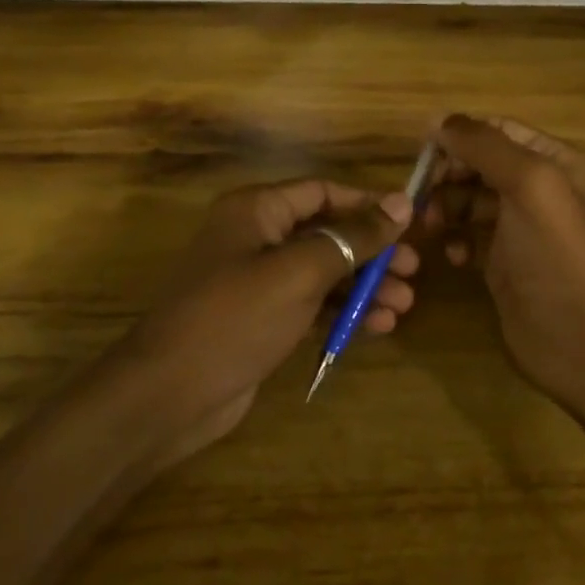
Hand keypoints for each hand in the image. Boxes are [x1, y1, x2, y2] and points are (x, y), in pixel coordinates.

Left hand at [106, 178, 418, 467]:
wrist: (171, 392)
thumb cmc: (236, 317)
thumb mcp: (300, 271)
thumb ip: (353, 237)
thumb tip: (401, 201)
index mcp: (257, 210)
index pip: (322, 192)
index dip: (367, 204)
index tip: (411, 223)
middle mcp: (256, 237)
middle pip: (327, 233)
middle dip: (371, 252)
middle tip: (413, 272)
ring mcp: (257, 280)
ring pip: (323, 272)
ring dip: (363, 286)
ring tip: (403, 305)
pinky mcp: (261, 319)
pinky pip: (311, 304)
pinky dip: (342, 312)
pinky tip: (377, 327)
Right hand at [427, 114, 584, 412]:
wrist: (581, 340)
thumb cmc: (556, 255)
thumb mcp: (528, 185)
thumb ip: (484, 146)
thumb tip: (438, 120)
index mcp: (555, 162)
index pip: (498, 131)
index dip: (459, 136)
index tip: (420, 153)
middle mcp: (540, 190)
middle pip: (479, 165)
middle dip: (447, 175)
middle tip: (418, 196)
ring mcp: (521, 229)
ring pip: (469, 201)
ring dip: (445, 208)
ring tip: (429, 226)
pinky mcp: (503, 263)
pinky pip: (469, 237)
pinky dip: (456, 240)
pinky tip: (453, 256)